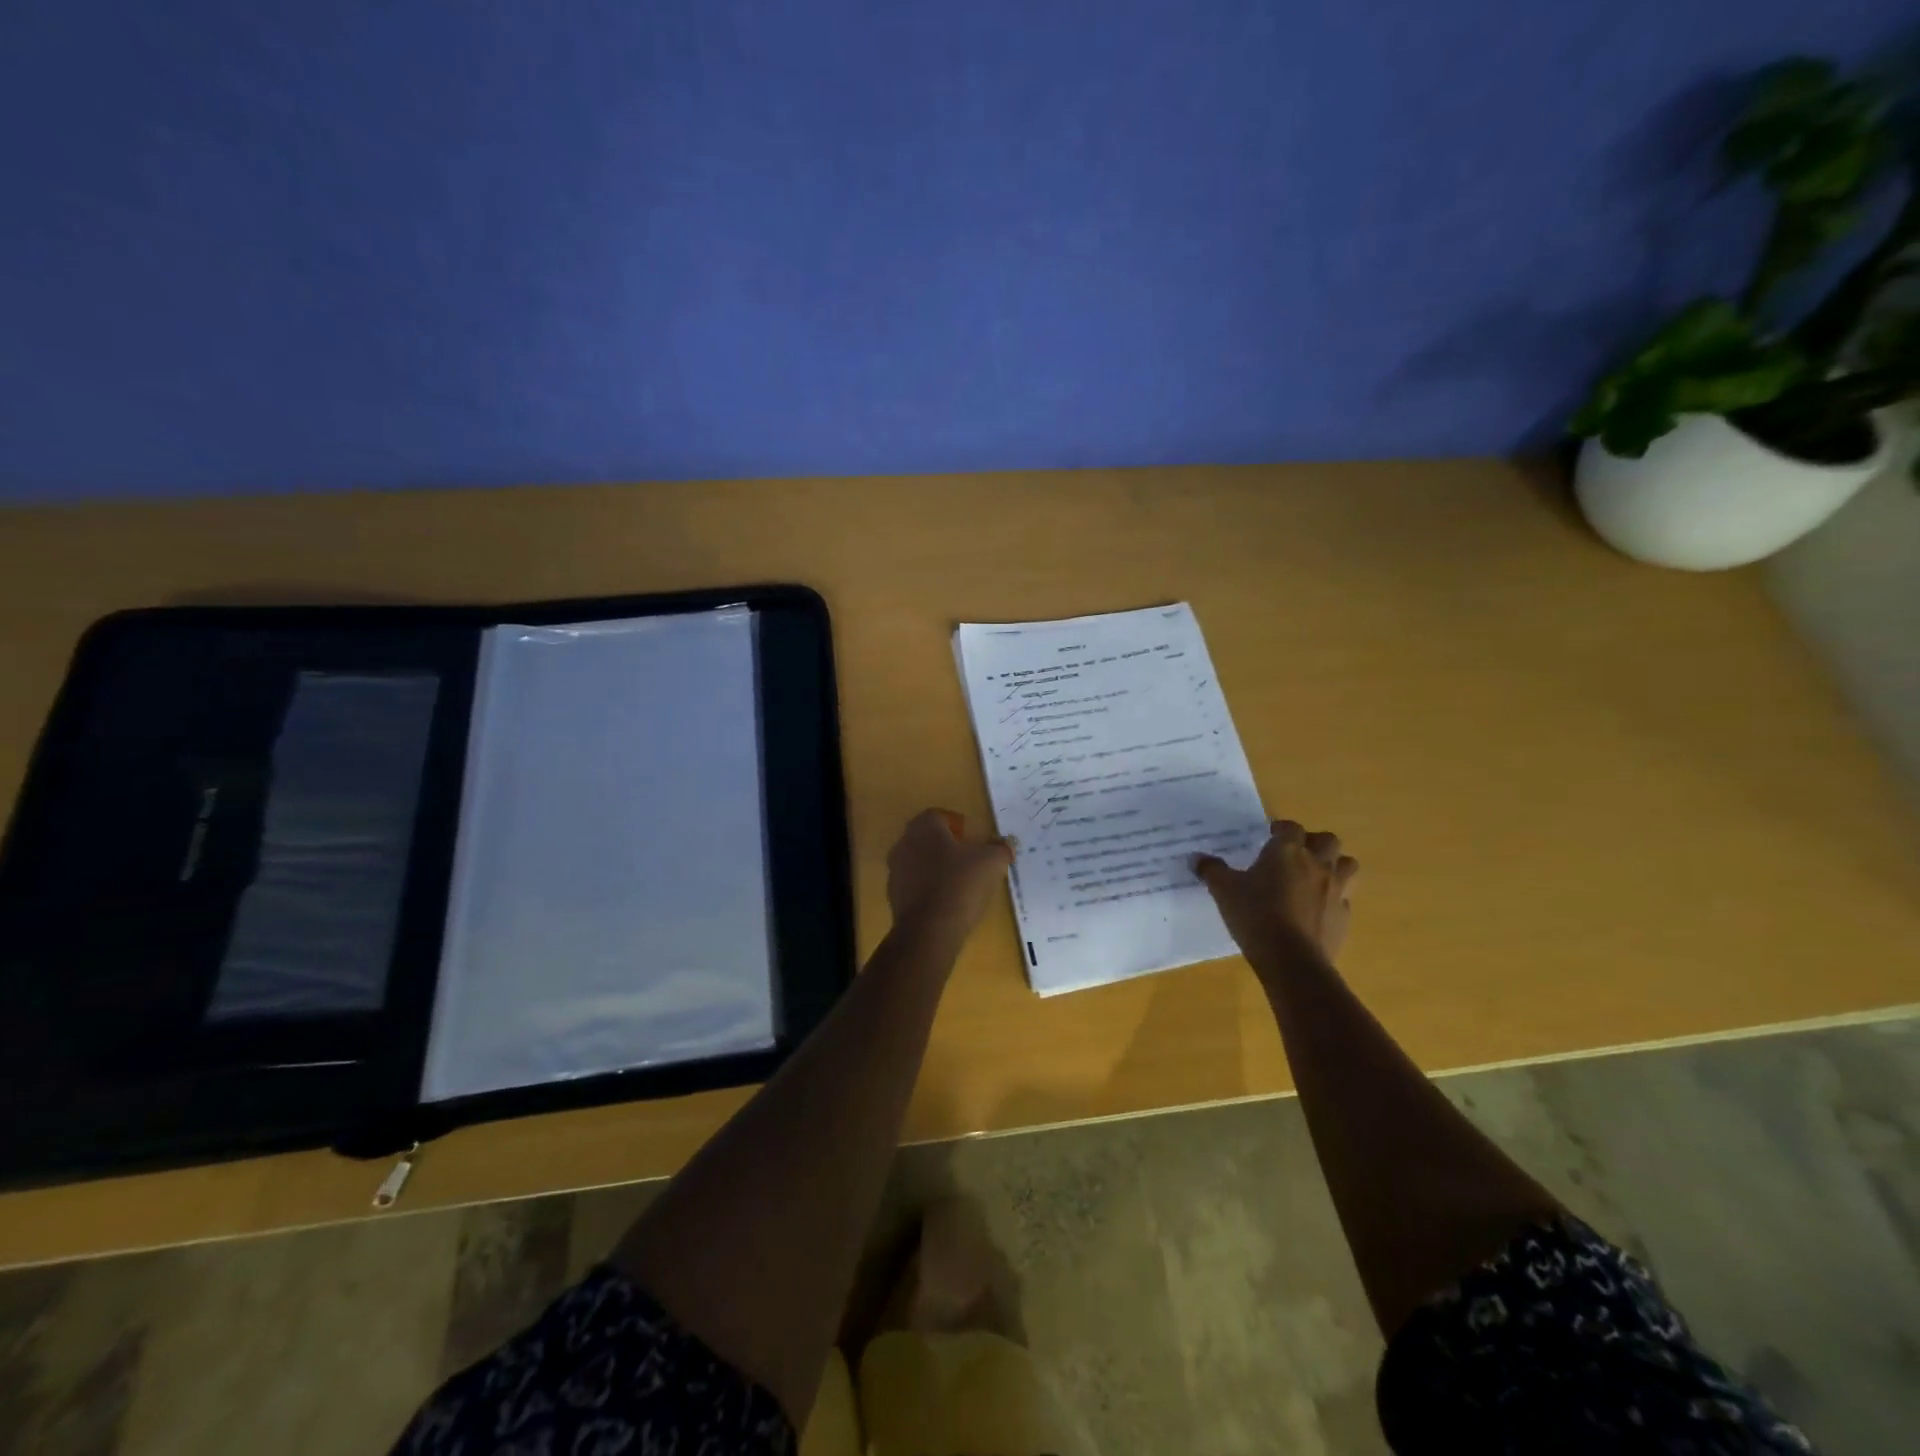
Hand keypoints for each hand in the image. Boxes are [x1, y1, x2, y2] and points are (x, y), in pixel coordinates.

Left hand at [886, 809, 1014, 938]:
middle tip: (969, 860)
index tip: (972, 840)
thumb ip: (1000, 848)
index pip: (938, 815)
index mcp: (924, 827)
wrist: (929, 930)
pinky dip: (928, 888)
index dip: (957, 825)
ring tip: (959, 884)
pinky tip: (946, 902)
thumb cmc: (960, 885)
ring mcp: (895, 870)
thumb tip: (1007, 844)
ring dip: (936, 867)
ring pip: (919, 861)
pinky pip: (914, 884)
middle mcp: (904, 843)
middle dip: (947, 846)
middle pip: (927, 838)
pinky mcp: (894, 896)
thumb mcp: (991, 862)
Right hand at [1194, 820, 1358, 967]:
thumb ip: (1211, 870)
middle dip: (1314, 842)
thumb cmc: (1255, 915)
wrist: (1291, 959)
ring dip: (1334, 865)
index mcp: (1287, 851)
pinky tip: (1316, 909)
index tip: (1270, 836)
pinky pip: (1344, 899)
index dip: (1281, 829)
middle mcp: (1317, 864)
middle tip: (1296, 853)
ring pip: (1347, 865)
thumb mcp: (1224, 890)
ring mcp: (1335, 891)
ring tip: (1315, 876)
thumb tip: (1196, 858)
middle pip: (1328, 840)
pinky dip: (1333, 899)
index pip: (1290, 828)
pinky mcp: (1343, 917)